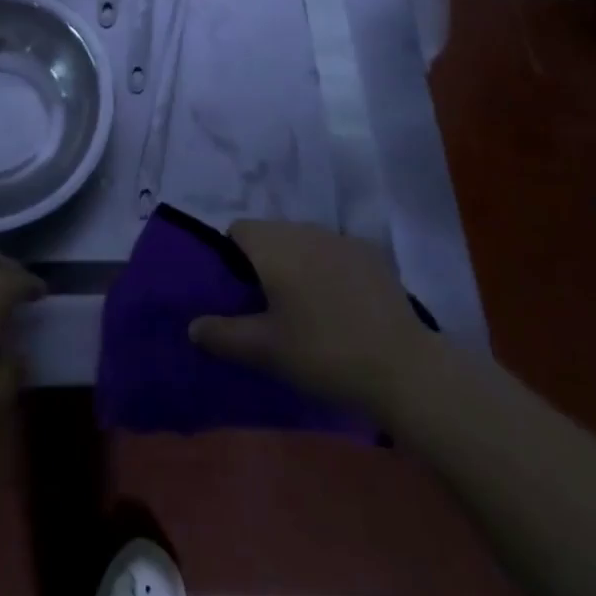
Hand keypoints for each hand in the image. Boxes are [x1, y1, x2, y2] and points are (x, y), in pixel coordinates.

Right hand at [189, 219, 429, 419]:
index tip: (238, 293)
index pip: (238, 230)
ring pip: (304, 241)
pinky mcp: (371, 254)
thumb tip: (192, 325)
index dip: (230, 257)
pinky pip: (334, 252)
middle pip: (271, 233)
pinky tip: (340, 306)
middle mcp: (304, 229)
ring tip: (304, 308)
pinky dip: (328, 270)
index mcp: (274, 245)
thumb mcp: (266, 351)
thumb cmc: (323, 353)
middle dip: (264, 261)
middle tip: (267, 307)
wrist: (403, 366)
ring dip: (297, 264)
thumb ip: (223, 335)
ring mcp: (341, 238)